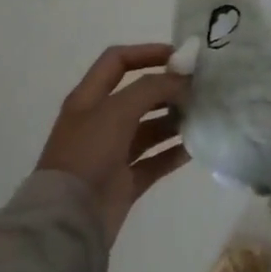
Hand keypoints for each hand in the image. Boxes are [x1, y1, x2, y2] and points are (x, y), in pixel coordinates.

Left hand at [37, 44, 190, 245]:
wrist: (68, 219)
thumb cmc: (88, 153)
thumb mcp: (117, 110)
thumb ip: (152, 88)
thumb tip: (183, 81)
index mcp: (89, 99)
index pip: (117, 62)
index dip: (146, 52)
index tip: (179, 56)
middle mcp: (100, 122)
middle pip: (138, 95)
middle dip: (167, 89)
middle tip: (199, 89)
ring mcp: (112, 153)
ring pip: (149, 128)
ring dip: (174, 120)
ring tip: (201, 115)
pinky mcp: (124, 181)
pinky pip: (155, 161)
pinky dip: (173, 152)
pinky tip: (196, 147)